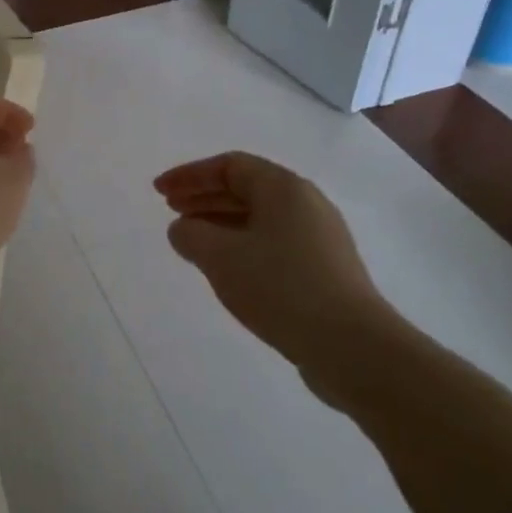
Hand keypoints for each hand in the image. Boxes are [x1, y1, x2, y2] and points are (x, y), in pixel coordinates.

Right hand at [154, 152, 401, 401]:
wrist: (352, 346)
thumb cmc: (280, 287)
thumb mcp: (220, 257)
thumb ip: (190, 235)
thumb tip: (183, 228)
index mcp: (284, 188)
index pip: (229, 166)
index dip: (189, 175)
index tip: (159, 192)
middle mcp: (306, 203)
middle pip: (246, 188)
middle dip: (204, 196)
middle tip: (170, 210)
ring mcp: (320, 237)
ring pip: (260, 217)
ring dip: (221, 222)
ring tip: (192, 240)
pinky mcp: (325, 269)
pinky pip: (274, 242)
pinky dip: (242, 244)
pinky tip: (227, 268)